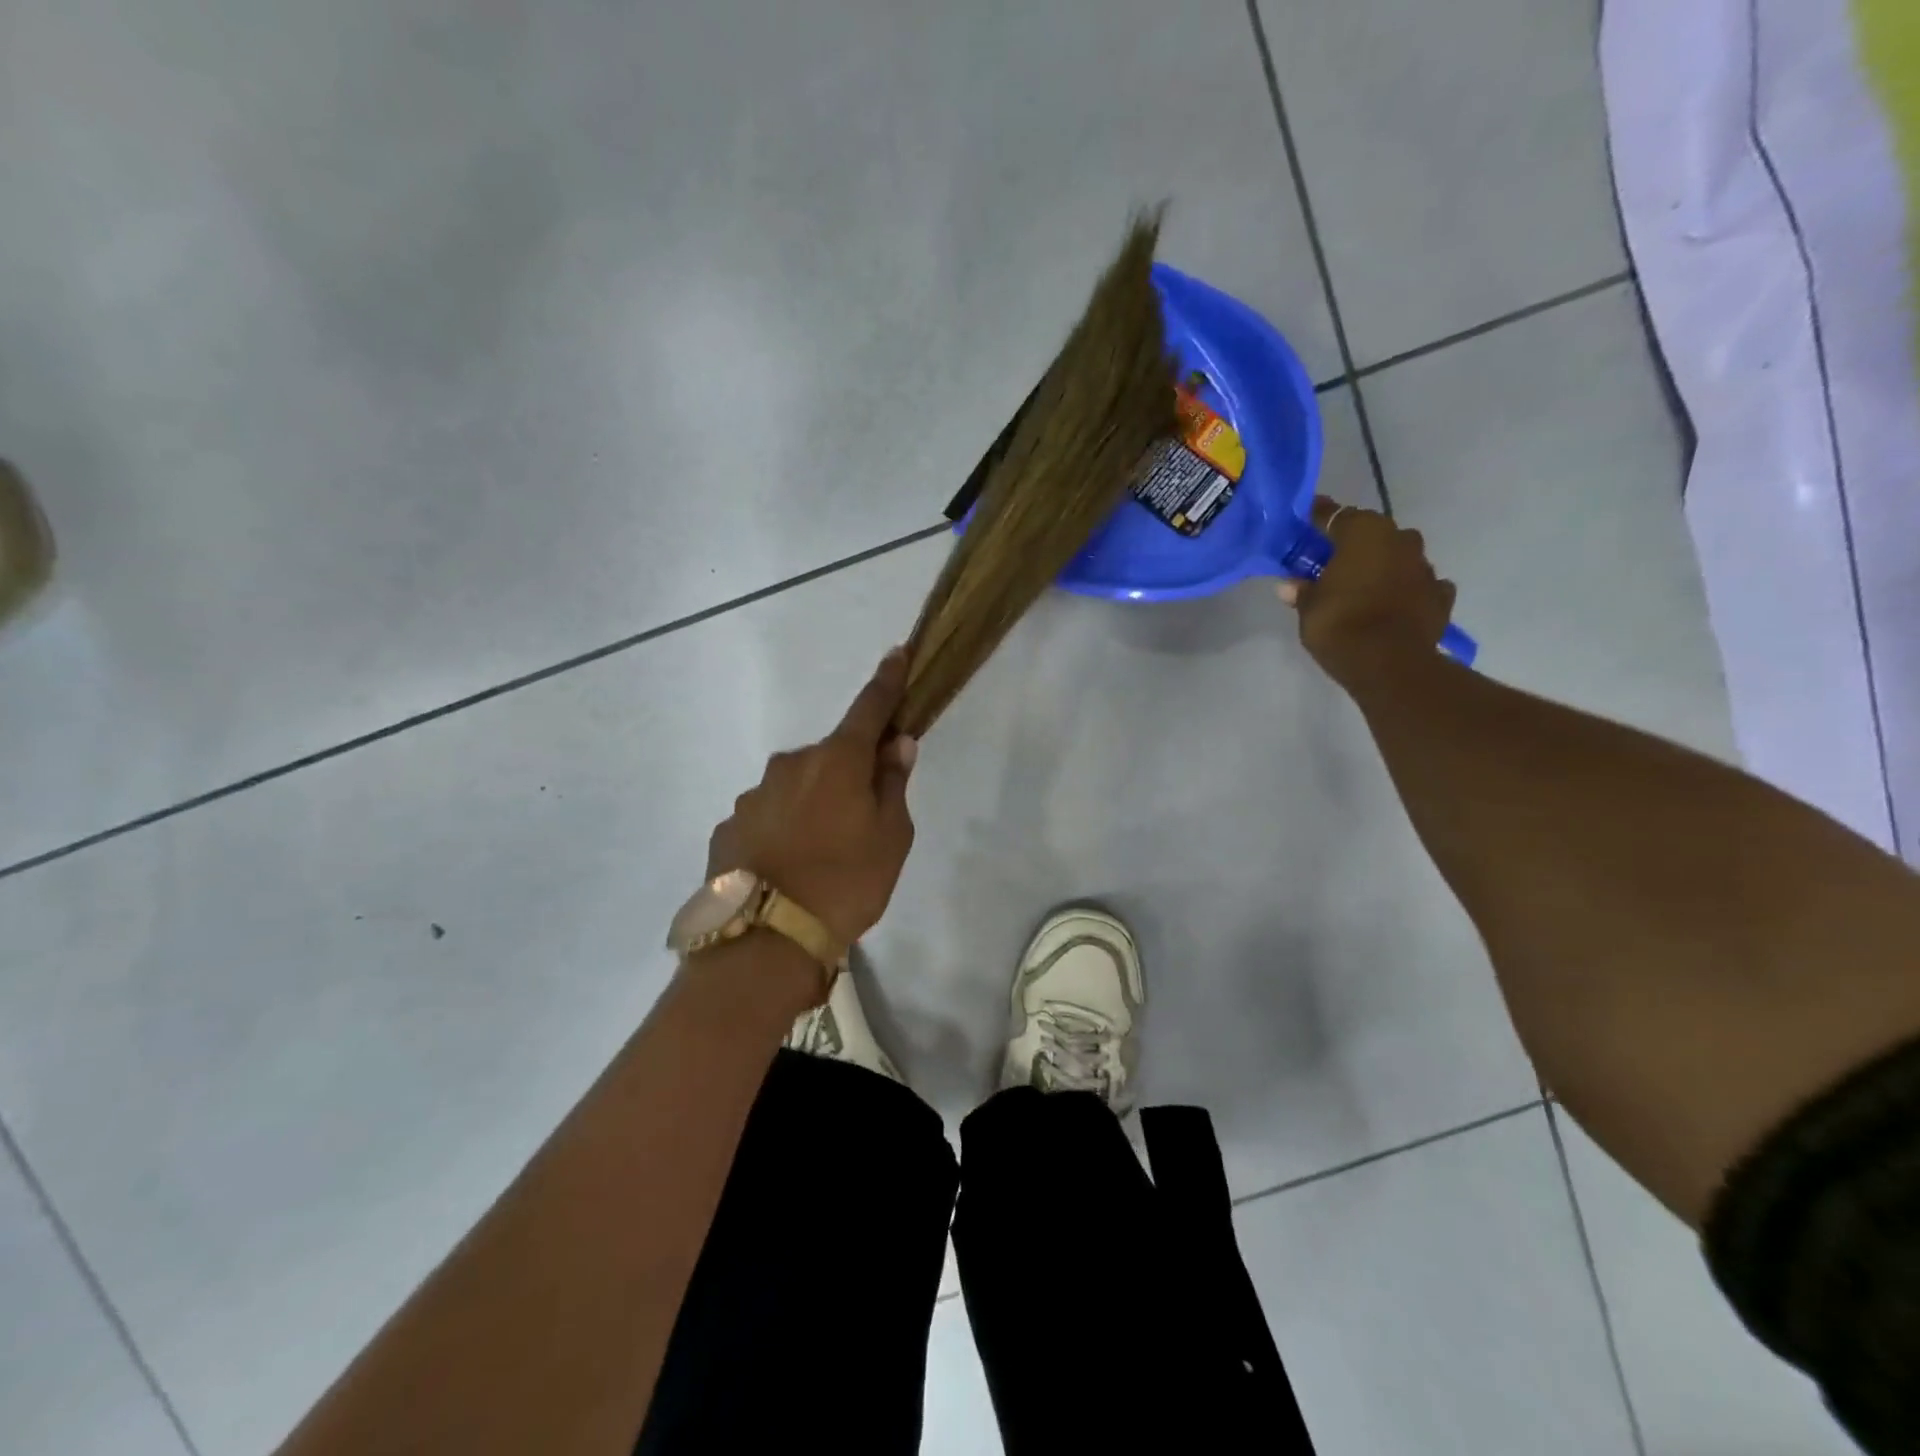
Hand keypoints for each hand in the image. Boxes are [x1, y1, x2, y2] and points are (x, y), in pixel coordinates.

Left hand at [704, 649, 918, 945]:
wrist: (765, 941)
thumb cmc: (846, 884)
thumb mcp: (891, 838)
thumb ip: (892, 784)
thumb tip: (896, 744)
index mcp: (837, 761)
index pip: (869, 708)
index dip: (887, 681)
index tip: (896, 653)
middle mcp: (790, 765)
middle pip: (830, 756)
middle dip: (848, 773)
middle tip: (862, 821)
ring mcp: (753, 795)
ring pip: (796, 788)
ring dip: (813, 805)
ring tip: (821, 858)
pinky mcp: (728, 826)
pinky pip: (768, 816)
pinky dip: (783, 829)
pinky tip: (788, 868)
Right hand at [1278, 497, 1455, 680]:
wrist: (1390, 664)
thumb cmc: (1340, 625)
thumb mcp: (1308, 609)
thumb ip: (1302, 592)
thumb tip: (1290, 585)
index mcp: (1364, 533)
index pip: (1335, 515)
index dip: (1318, 518)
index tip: (1305, 521)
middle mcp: (1400, 540)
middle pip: (1372, 533)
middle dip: (1352, 544)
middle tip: (1331, 561)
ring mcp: (1424, 567)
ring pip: (1398, 556)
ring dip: (1381, 566)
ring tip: (1362, 586)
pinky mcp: (1440, 596)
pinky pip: (1418, 585)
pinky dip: (1406, 590)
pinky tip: (1393, 604)